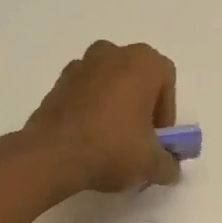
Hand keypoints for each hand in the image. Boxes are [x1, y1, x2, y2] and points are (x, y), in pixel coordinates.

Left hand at [21, 41, 181, 195]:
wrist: (51, 155)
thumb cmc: (111, 148)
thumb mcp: (151, 164)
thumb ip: (169, 164)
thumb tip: (170, 169)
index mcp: (142, 62)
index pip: (167, 84)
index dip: (166, 115)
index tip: (157, 141)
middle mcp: (112, 53)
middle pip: (137, 81)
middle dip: (140, 109)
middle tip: (138, 141)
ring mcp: (80, 65)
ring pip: (109, 86)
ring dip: (115, 108)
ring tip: (111, 142)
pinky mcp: (57, 83)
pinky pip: (85, 94)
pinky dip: (91, 111)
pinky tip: (88, 139)